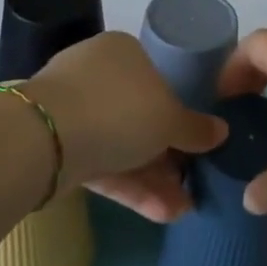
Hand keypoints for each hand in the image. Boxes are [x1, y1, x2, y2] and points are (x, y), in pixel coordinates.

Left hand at [25, 32, 224, 222]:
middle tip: (194, 181)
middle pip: (140, 115)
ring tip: (185, 209)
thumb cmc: (119, 109)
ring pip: (122, 145)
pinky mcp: (59, 149)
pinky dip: (130, 187)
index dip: (180, 111)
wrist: (45, 139)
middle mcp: (97, 74)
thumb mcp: (170, 118)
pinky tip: (162, 214)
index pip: (158, 78)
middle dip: (169, 154)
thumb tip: (220, 131)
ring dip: (154, 179)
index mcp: (123, 51)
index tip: (198, 141)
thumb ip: (195, 128)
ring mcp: (74, 112)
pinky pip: (103, 165)